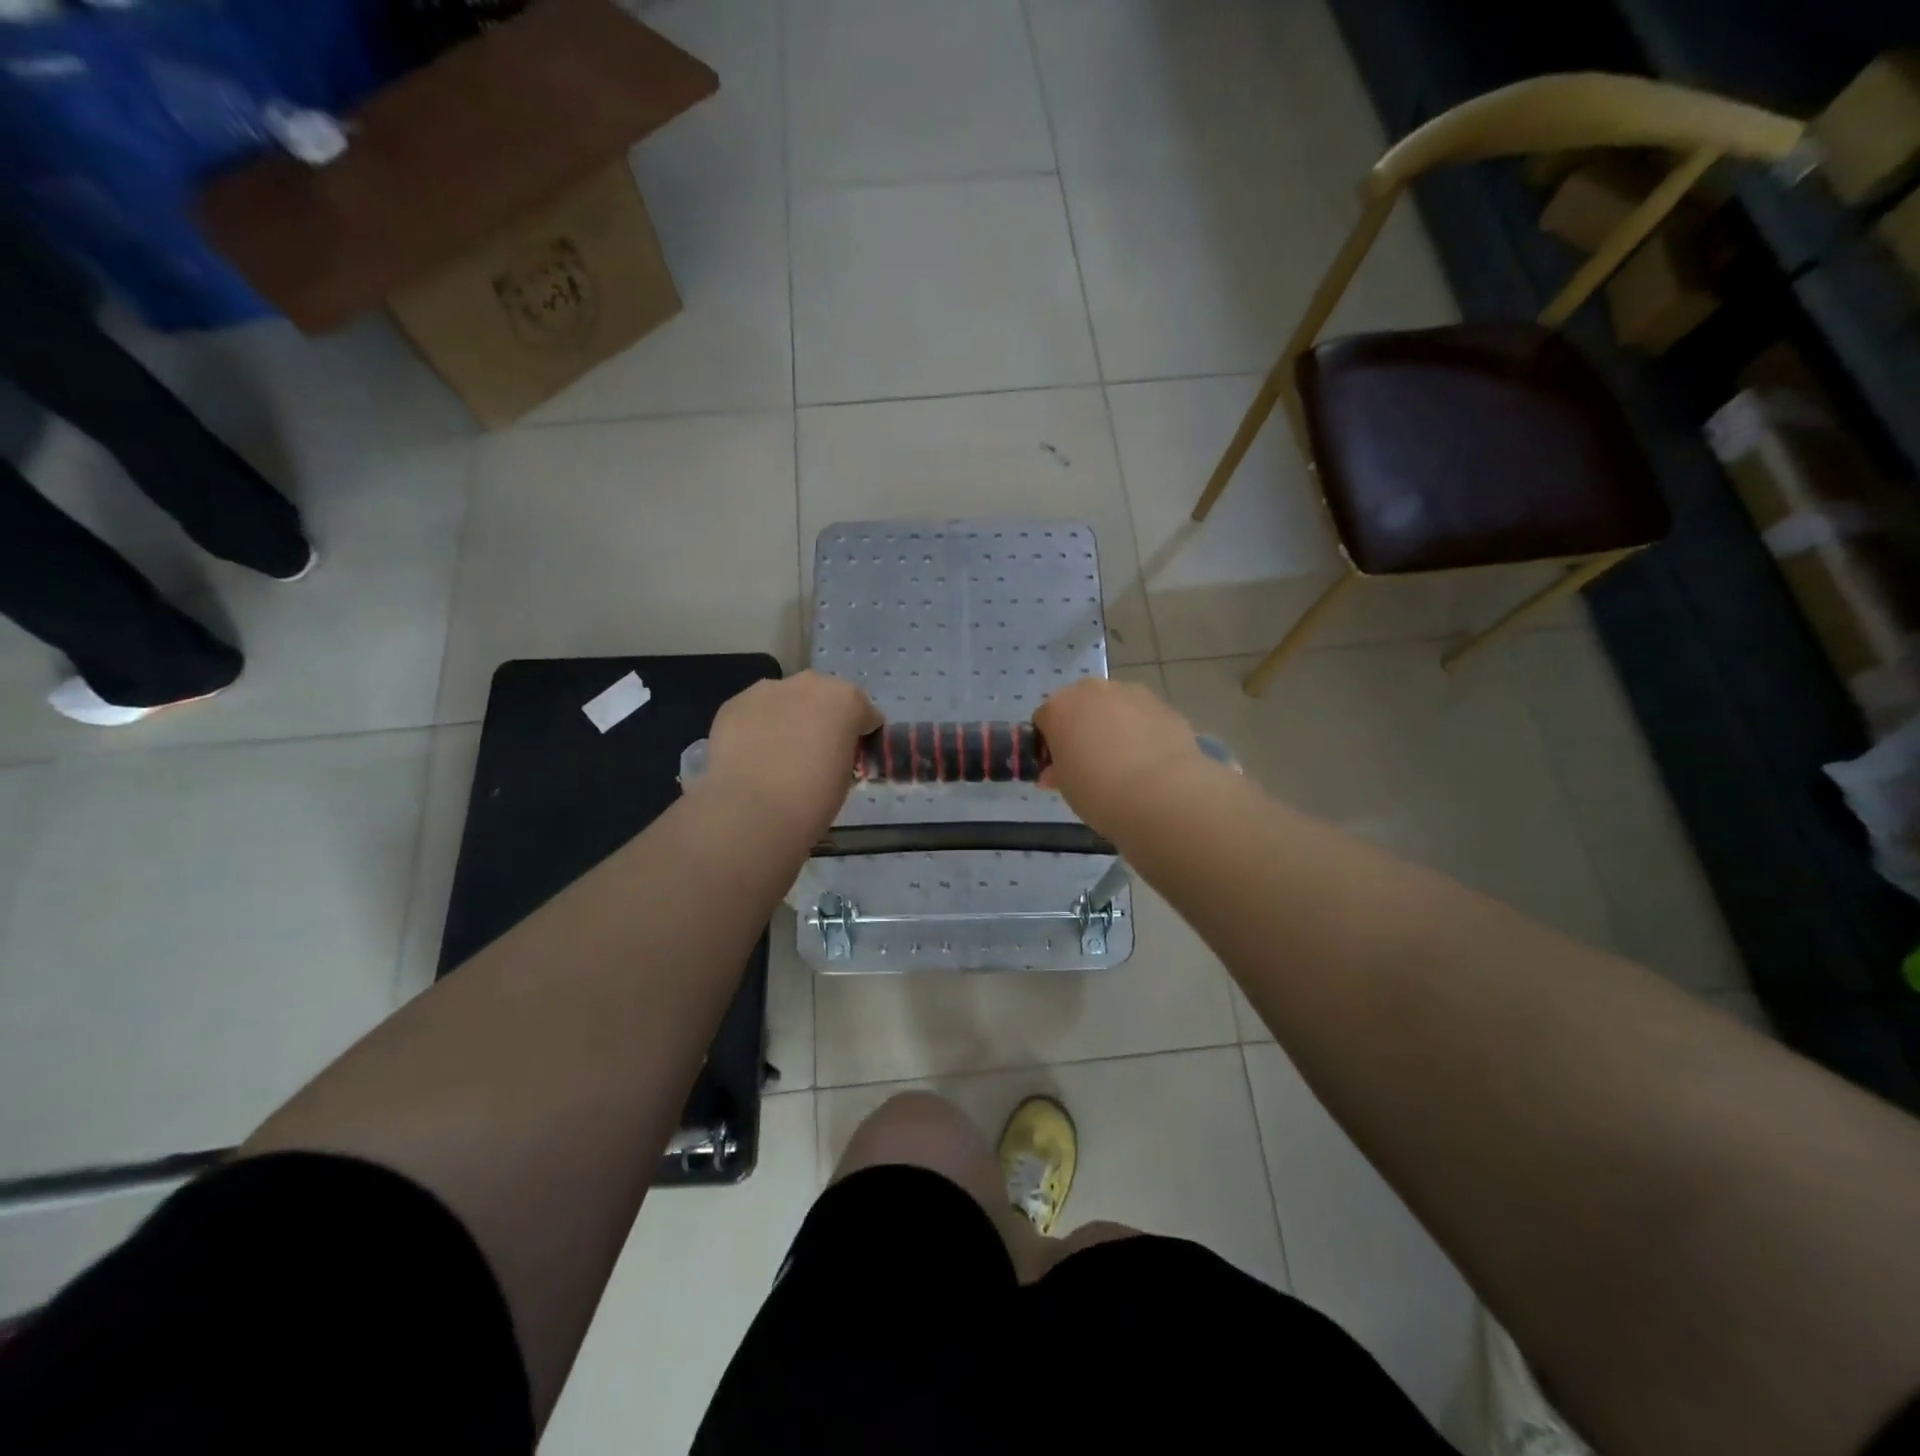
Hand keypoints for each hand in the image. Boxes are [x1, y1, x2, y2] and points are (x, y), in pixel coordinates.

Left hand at [699, 672, 881, 837]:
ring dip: (788, 718)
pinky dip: (758, 727)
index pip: (865, 713)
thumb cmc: (813, 798)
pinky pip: (755, 712)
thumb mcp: (845, 776)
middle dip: (823, 718)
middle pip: (823, 697)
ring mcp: (768, 690)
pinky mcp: (734, 703)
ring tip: (779, 753)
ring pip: (786, 700)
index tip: (853, 757)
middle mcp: (809, 684)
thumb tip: (831, 754)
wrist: (752, 810)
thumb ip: (843, 753)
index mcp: (846, 700)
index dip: (861, 735)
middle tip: (816, 753)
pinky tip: (752, 754)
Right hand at [1035, 678, 1211, 832]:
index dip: (1049, 744)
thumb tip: (1055, 772)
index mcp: (1059, 707)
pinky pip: (1143, 716)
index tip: (1058, 768)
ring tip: (1126, 761)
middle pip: (1080, 704)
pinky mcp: (1163, 704)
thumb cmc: (1098, 792)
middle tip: (1090, 762)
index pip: (1044, 720)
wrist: (1161, 794)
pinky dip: (1143, 730)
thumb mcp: (1065, 787)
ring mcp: (1131, 693)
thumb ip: (1057, 771)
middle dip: (1082, 727)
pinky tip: (1150, 759)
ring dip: (1114, 724)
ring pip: (1114, 706)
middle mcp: (1092, 690)